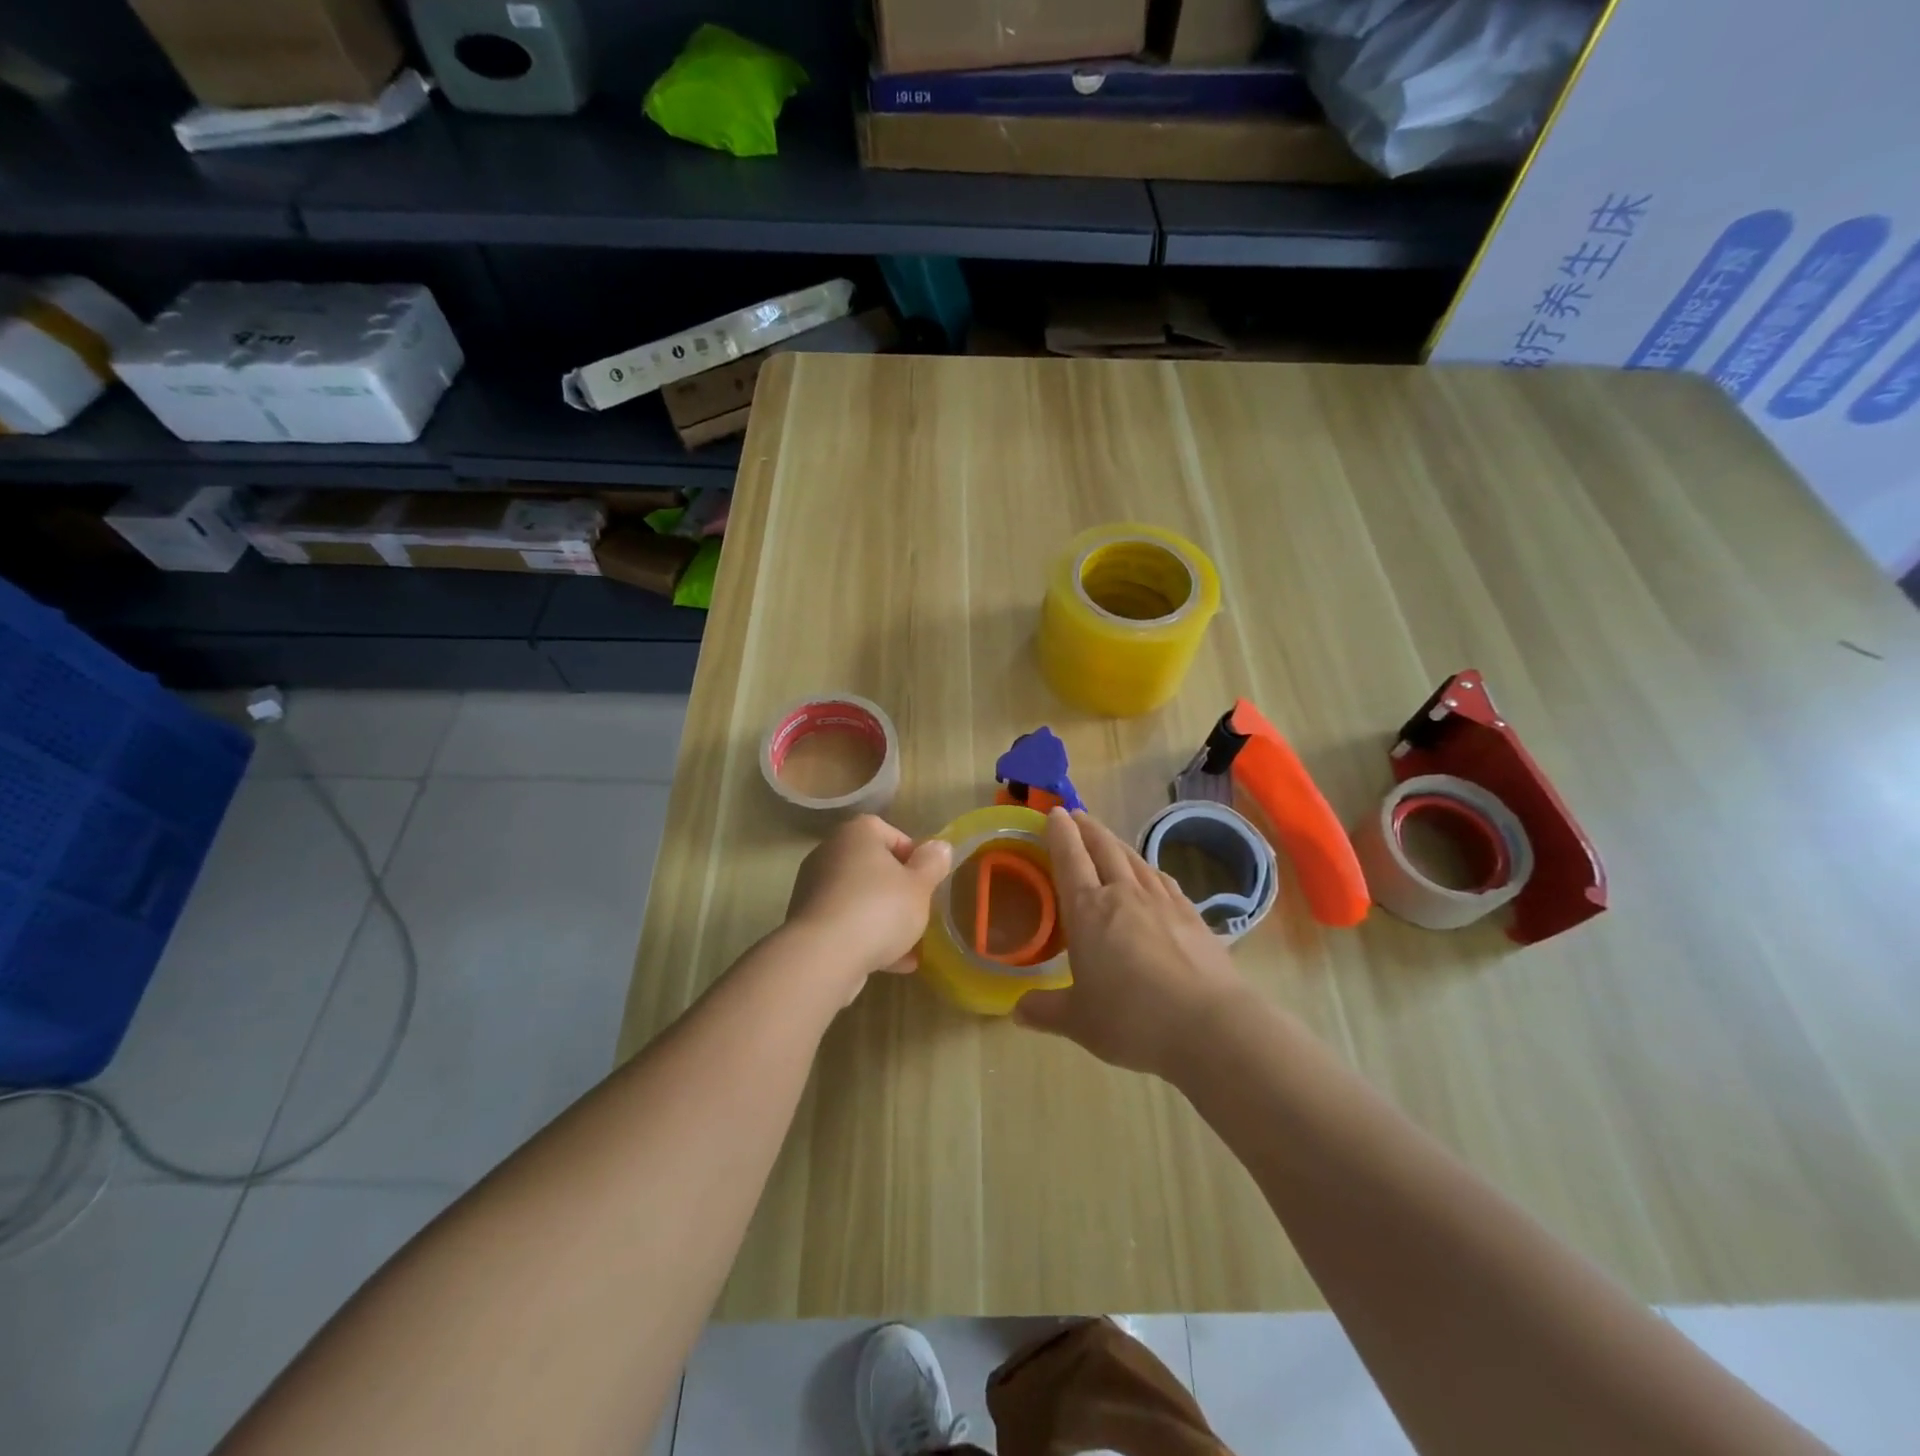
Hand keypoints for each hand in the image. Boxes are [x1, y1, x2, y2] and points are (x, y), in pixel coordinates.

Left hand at [785, 815, 952, 998]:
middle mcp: (830, 852)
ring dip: (883, 918)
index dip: (913, 856)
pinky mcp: (807, 922)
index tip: (926, 881)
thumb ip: (932, 864)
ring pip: (859, 898)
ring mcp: (814, 888)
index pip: (890, 833)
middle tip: (918, 911)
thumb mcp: (919, 886)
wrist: (824, 956)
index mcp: (857, 834)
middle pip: (873, 867)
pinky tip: (892, 964)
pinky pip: (845, 923)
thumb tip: (939, 847)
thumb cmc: (879, 909)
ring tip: (910, 946)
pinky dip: (866, 937)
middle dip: (897, 890)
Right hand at [1015, 808, 1246, 1076]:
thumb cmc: (1131, 1020)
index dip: (1059, 833)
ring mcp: (1162, 900)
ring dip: (1116, 843)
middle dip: (1087, 828)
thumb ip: (1045, 1011)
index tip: (1053, 813)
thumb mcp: (1078, 1022)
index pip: (1070, 859)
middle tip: (1076, 816)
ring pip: (1134, 858)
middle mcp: (1124, 894)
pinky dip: (1148, 868)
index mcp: (1088, 911)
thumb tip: (1016, 1011)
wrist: (1209, 1026)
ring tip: (1107, 839)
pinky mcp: (1192, 914)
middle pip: (1103, 848)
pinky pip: (1162, 879)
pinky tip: (1150, 874)